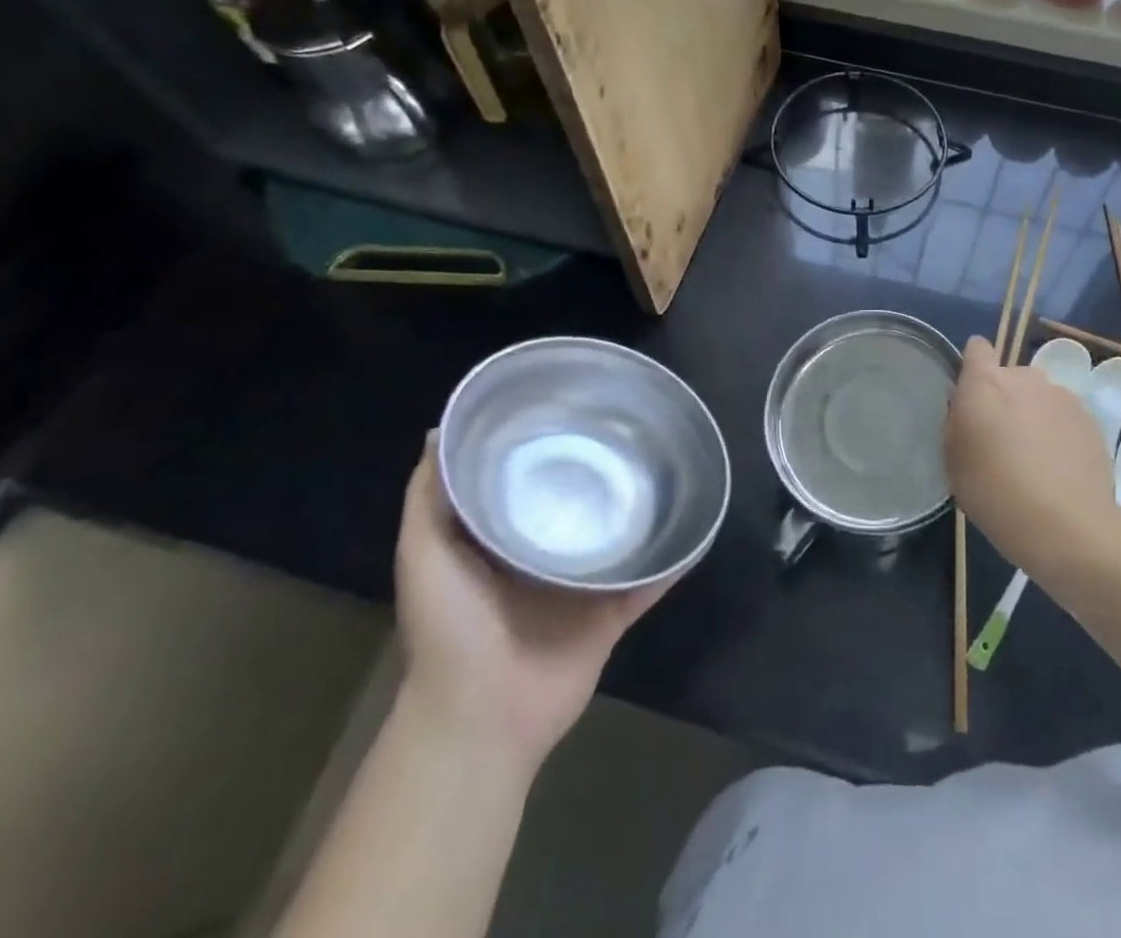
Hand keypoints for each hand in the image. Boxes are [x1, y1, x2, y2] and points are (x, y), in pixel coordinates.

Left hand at [395, 434, 674, 776]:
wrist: (480, 718)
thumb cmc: (449, 629)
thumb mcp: (424, 552)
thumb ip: (428, 497)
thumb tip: (440, 429)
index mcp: (501, 541)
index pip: (528, 481)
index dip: (544, 447)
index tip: (568, 403)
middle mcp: (544, 557)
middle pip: (579, 505)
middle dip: (599, 471)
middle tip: (630, 426)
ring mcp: (581, 588)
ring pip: (619, 538)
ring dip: (641, 510)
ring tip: (670, 463)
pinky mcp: (612, 615)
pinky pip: (649, 581)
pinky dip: (673, 560)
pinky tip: (697, 525)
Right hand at [944, 336, 1120, 573]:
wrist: (1066, 525)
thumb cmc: (994, 492)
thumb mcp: (953, 460)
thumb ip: (957, 423)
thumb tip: (966, 410)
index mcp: (985, 383)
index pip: (976, 348)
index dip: (972, 366)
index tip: (971, 396)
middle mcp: (1025, 378)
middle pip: (1010, 376)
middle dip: (1004, 399)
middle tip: (1001, 440)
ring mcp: (1062, 396)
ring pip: (1039, 397)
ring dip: (1033, 415)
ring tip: (1034, 459)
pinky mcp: (1090, 419)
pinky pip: (1065, 417)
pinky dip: (1060, 434)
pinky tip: (1059, 469)